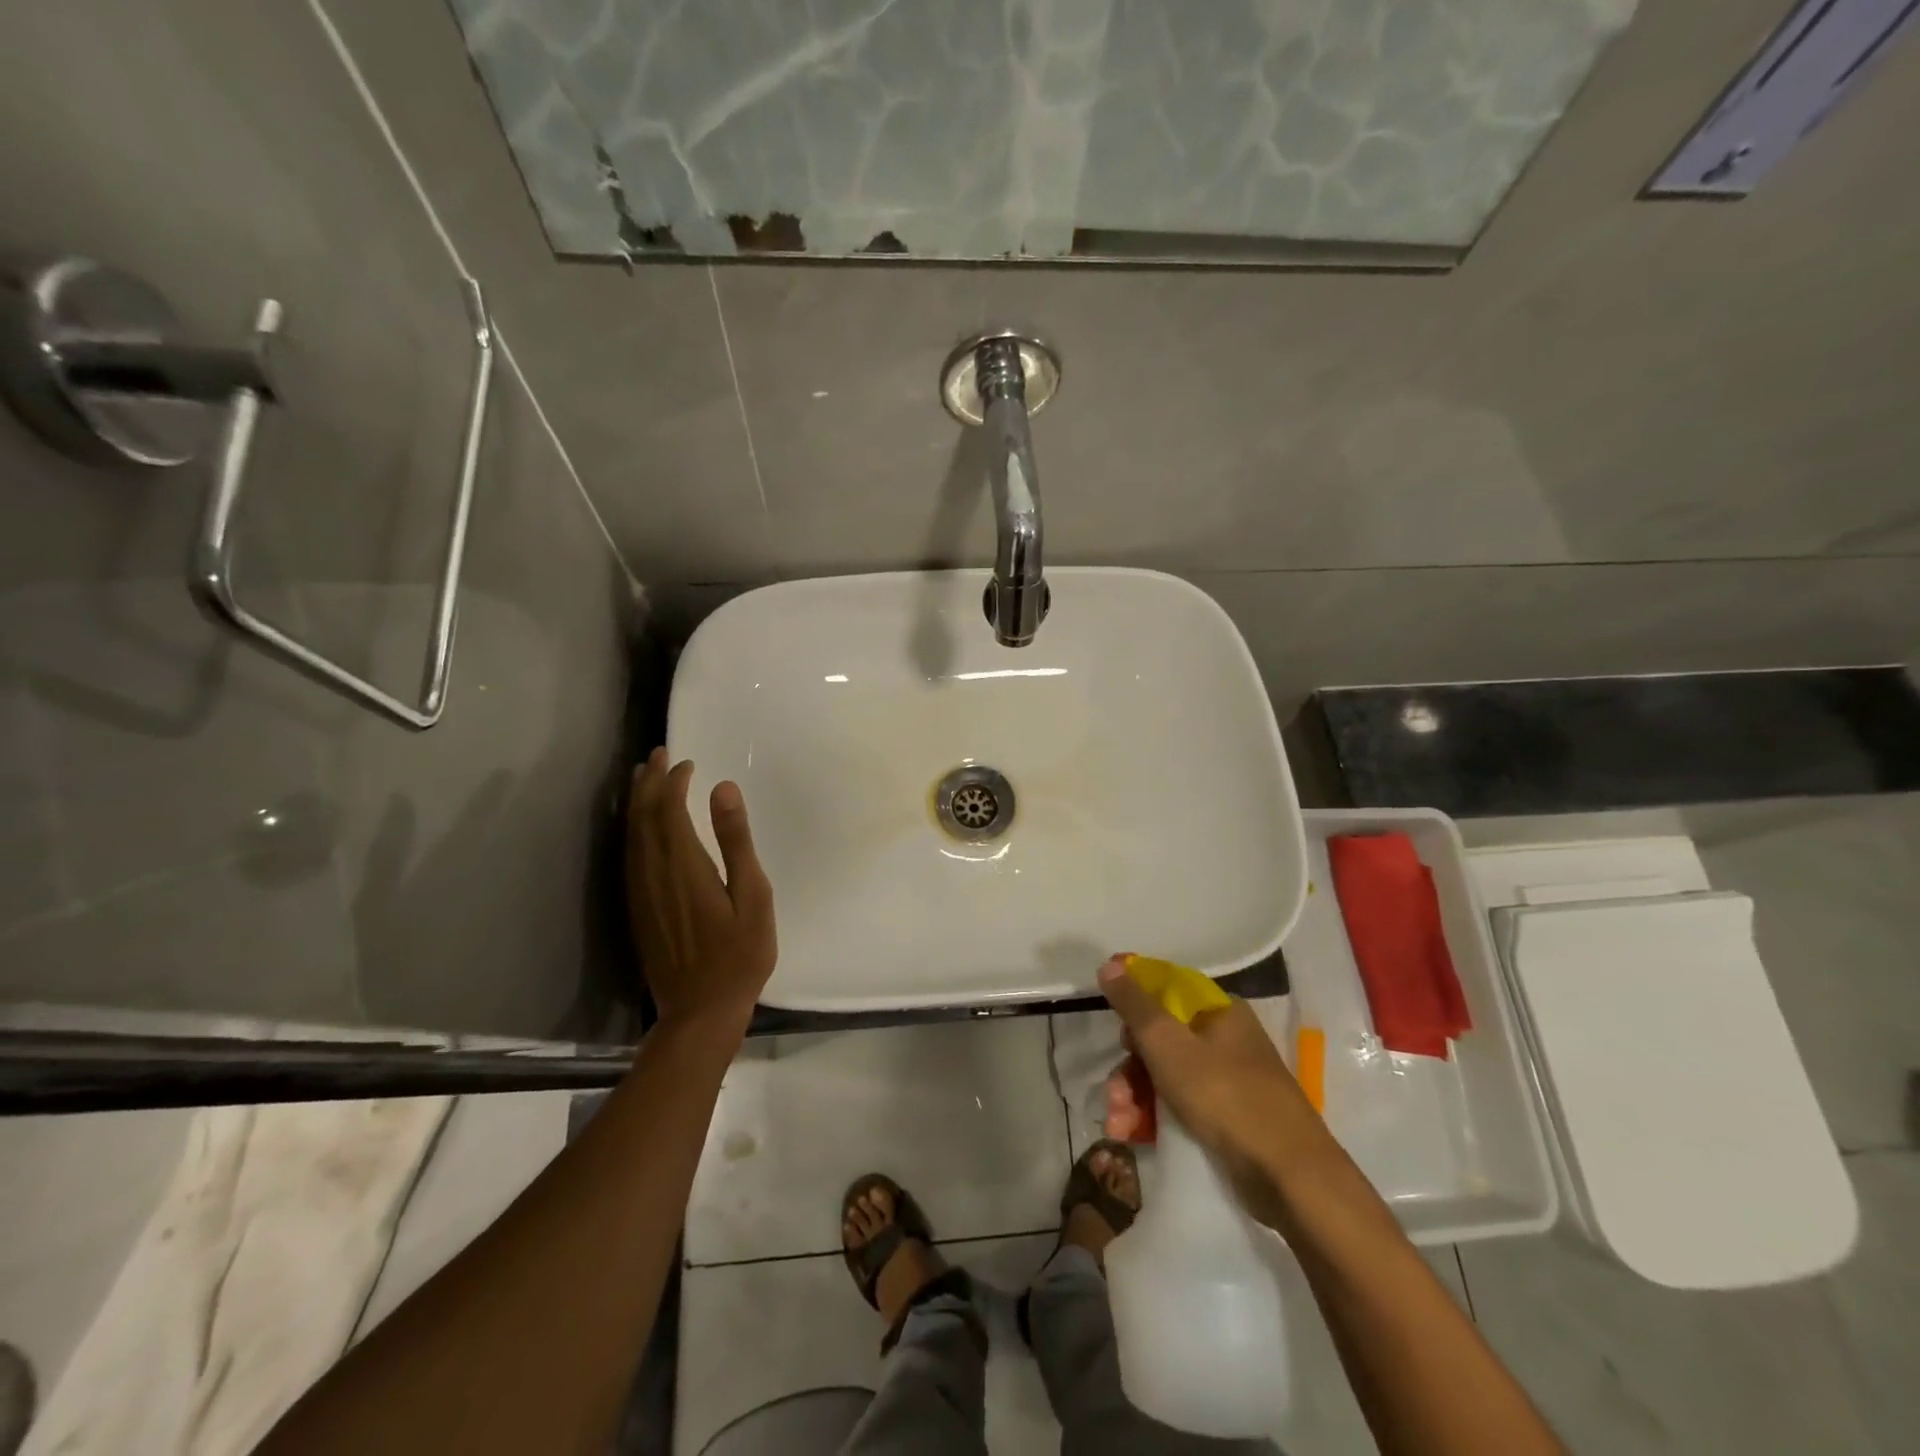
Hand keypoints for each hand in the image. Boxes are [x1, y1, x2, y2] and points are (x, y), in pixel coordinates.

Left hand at [626, 748, 776, 1036]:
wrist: (700, 1010)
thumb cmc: (740, 954)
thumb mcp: (753, 896)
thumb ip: (735, 841)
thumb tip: (722, 789)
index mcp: (684, 865)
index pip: (669, 810)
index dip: (674, 783)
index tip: (687, 763)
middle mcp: (653, 873)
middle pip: (643, 817)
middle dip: (649, 783)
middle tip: (658, 754)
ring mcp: (640, 892)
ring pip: (631, 835)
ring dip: (637, 802)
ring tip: (643, 777)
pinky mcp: (637, 908)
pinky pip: (629, 856)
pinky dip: (633, 830)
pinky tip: (640, 826)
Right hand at [1097, 955, 1331, 1219]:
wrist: (1290, 1177)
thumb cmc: (1225, 1096)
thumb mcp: (1168, 1044)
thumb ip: (1135, 1005)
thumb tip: (1109, 964)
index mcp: (1219, 1011)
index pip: (1166, 990)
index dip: (1133, 1000)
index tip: (1108, 1017)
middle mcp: (1226, 1039)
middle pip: (1161, 1038)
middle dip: (1129, 1066)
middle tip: (1113, 1092)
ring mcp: (1230, 1080)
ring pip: (1167, 1075)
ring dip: (1135, 1096)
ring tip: (1118, 1124)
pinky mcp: (1230, 1119)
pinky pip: (1182, 1106)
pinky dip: (1155, 1117)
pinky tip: (1133, 1136)